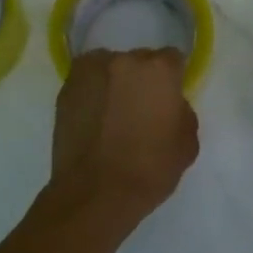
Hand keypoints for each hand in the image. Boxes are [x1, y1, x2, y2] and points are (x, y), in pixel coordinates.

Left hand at [50, 48, 198, 222]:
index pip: (172, 59)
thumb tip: (170, 104)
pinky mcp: (65, 89)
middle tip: (140, 108)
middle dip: (142, 79)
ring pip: (110, 69)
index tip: (169, 99)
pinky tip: (95, 120)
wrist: (95, 193)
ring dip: (114, 83)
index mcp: (159, 69)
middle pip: (139, 61)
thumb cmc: (150, 169)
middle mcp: (123, 60)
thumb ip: (182, 111)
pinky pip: (87, 84)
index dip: (172, 80)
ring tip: (113, 114)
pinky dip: (92, 95)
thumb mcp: (188, 143)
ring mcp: (89, 72)